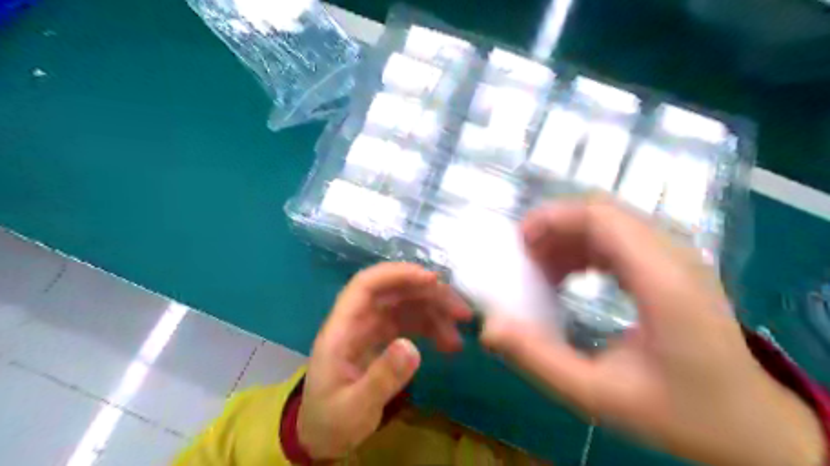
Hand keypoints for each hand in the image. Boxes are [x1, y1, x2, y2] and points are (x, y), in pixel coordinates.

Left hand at [299, 262, 468, 457]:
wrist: (322, 437)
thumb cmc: (331, 421)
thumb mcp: (355, 408)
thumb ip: (381, 378)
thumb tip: (412, 347)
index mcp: (342, 328)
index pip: (366, 285)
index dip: (398, 274)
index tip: (433, 280)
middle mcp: (358, 320)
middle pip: (394, 291)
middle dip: (429, 294)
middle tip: (461, 311)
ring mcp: (371, 327)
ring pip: (407, 305)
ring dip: (435, 312)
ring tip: (458, 334)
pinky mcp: (383, 338)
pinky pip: (410, 322)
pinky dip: (431, 327)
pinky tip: (449, 343)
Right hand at [477, 198, 826, 465]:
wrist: (751, 425)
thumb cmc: (678, 412)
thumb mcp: (597, 395)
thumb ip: (539, 360)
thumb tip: (489, 329)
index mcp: (661, 281)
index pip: (601, 216)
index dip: (553, 218)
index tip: (519, 243)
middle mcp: (674, 256)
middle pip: (603, 212)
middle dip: (555, 227)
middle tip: (524, 258)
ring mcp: (678, 258)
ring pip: (611, 222)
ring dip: (569, 238)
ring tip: (541, 271)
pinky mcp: (674, 266)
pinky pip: (621, 239)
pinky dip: (586, 249)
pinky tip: (570, 277)